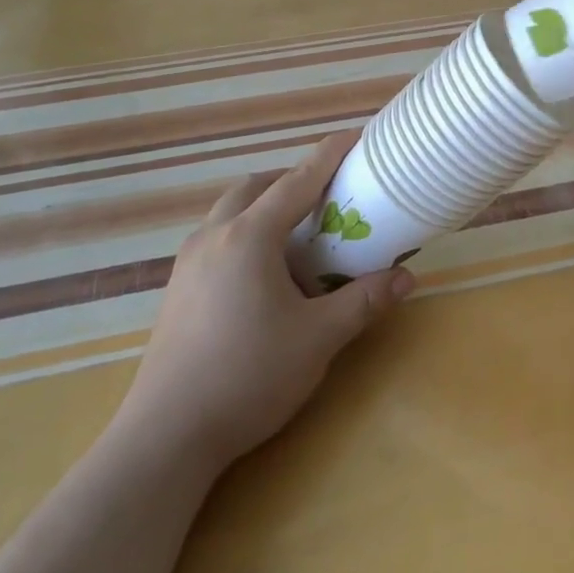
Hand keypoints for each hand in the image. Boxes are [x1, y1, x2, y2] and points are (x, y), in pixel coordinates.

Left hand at [116, 132, 412, 468]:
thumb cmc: (248, 376)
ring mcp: (188, 262)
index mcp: (249, 237)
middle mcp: (214, 236)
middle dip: (290, 181)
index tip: (353, 136)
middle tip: (325, 197)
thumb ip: (363, 302)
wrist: (167, 436)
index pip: (297, 181)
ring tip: (296, 236)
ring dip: (264, 207)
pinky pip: (216, 238)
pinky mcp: (176, 288)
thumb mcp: (318, 339)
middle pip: (255, 187)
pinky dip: (245, 234)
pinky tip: (262, 275)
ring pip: (230, 212)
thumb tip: (407, 278)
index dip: (328, 156)